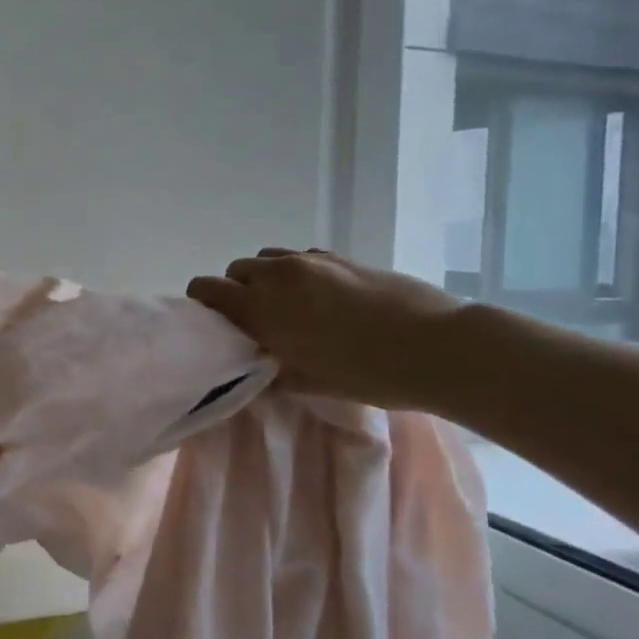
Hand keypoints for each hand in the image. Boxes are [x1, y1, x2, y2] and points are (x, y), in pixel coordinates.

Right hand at [187, 249, 465, 410]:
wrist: (436, 346)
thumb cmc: (368, 374)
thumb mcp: (311, 382)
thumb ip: (274, 371)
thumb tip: (262, 366)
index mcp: (262, 306)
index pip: (208, 288)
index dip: (202, 303)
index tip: (214, 325)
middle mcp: (279, 274)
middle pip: (236, 270)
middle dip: (237, 292)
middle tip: (255, 322)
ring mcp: (311, 260)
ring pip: (268, 259)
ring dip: (266, 279)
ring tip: (288, 307)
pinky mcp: (340, 256)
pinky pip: (300, 257)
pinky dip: (296, 273)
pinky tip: (321, 298)